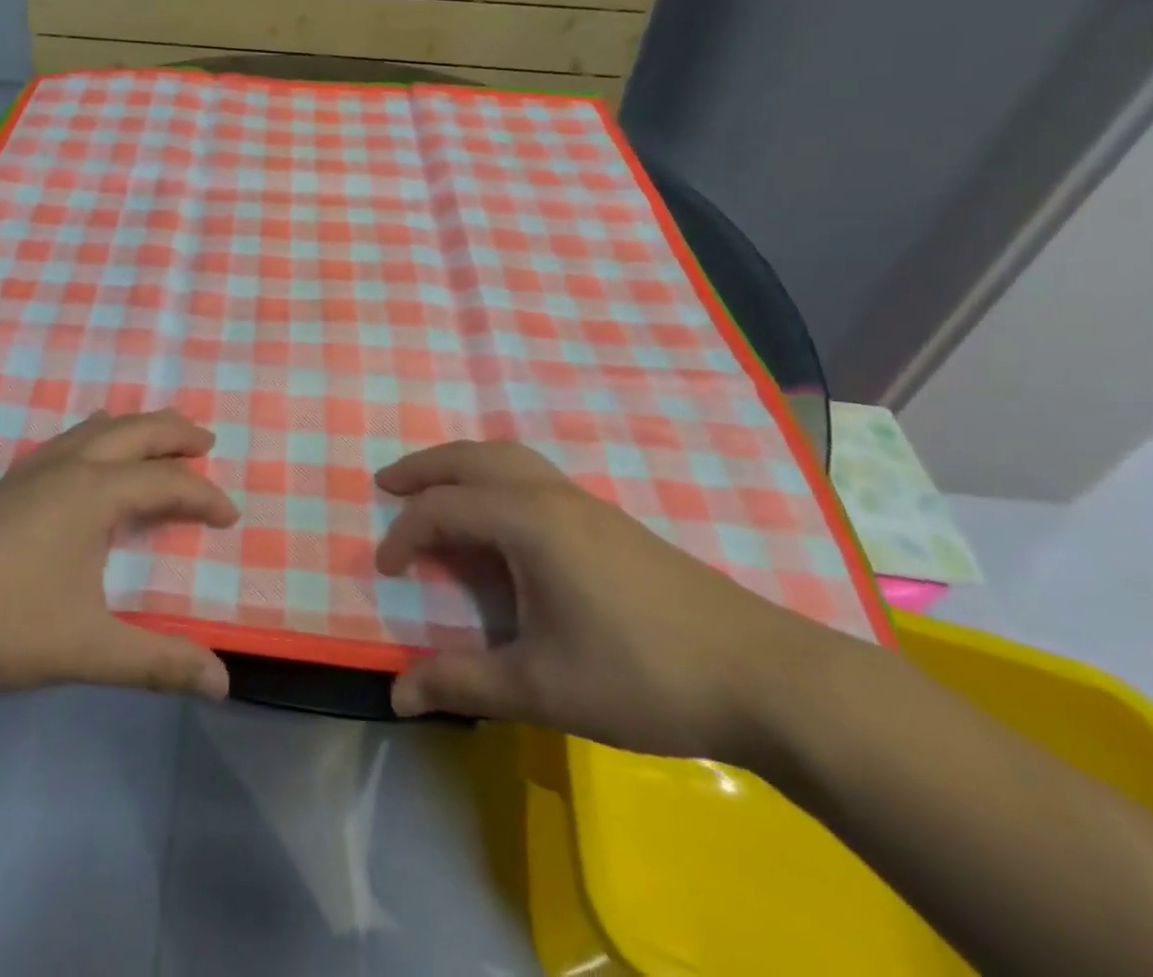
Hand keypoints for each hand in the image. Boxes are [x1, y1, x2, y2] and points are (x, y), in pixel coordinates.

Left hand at [0, 409, 239, 700]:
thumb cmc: (0, 624)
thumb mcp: (88, 649)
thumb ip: (157, 661)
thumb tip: (222, 681)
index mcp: (94, 493)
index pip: (166, 483)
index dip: (204, 497)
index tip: (231, 517)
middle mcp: (68, 467)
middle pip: (134, 431)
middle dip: (174, 433)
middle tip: (205, 441)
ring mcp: (32, 471)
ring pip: (95, 428)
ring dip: (134, 428)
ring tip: (155, 440)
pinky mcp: (6, 484)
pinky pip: (67, 441)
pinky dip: (97, 438)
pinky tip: (87, 463)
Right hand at [374, 439, 843, 761]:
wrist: (767, 678)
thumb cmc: (642, 676)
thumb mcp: (542, 687)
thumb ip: (463, 684)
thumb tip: (396, 695)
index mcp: (528, 522)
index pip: (443, 510)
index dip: (404, 537)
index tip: (385, 572)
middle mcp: (551, 496)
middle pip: (472, 457)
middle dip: (423, 468)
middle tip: (386, 484)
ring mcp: (586, 503)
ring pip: (508, 458)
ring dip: (462, 465)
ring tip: (435, 490)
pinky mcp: (610, 520)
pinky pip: (533, 476)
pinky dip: (496, 478)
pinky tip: (500, 518)